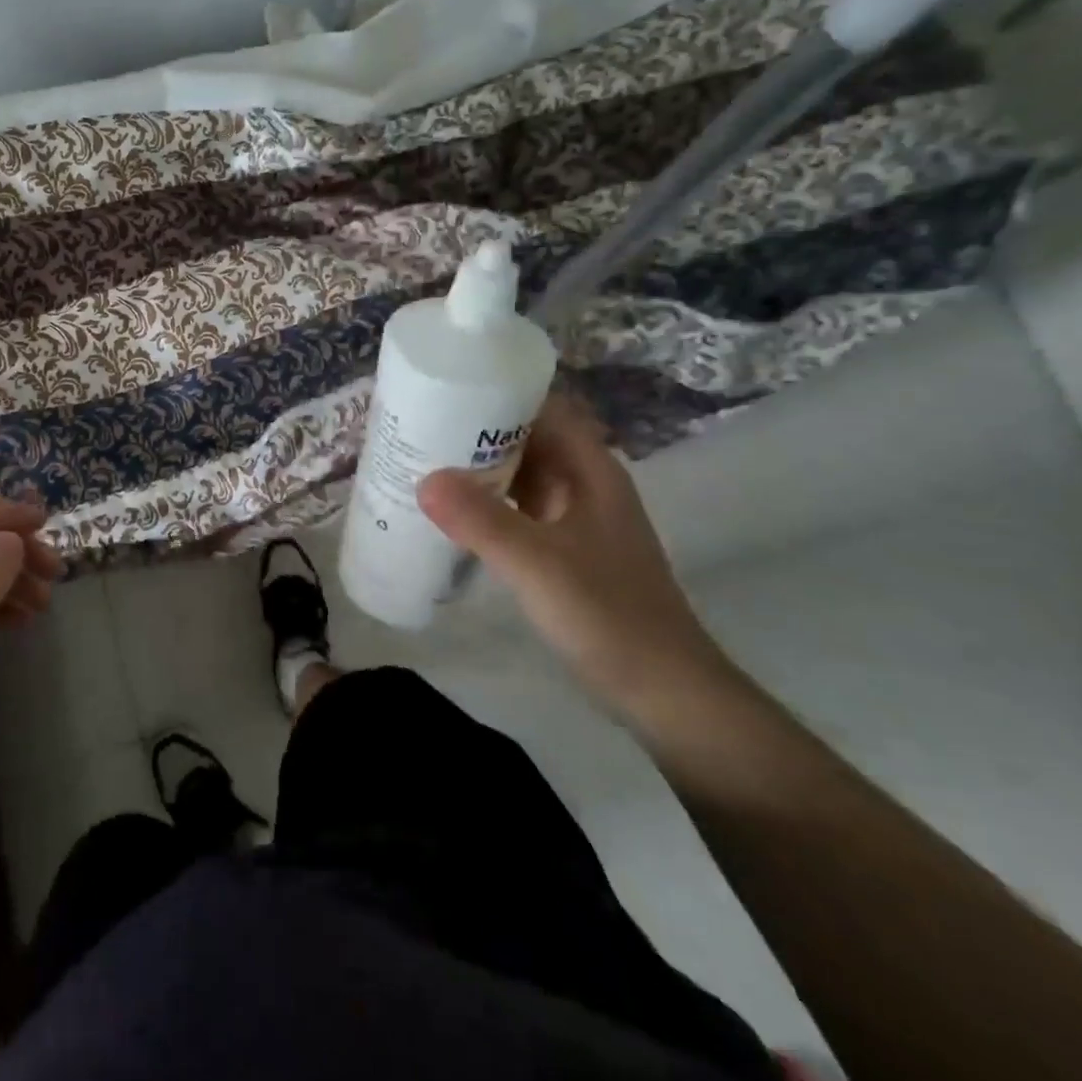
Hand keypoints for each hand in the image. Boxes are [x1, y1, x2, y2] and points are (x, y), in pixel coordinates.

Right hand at [417, 392, 734, 717]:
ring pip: (521, 475)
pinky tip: (449, 513)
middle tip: (417, 426)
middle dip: (476, 429)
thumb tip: (423, 479)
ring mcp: (574, 519)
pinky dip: (486, 503)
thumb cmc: (608, 615)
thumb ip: (482, 522)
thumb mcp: (538, 565)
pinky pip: (517, 509)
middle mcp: (583, 485)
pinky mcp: (563, 550)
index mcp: (590, 471)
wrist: (663, 691)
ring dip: (478, 467)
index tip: (445, 389)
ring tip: (421, 461)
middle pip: (527, 438)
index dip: (499, 391)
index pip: (544, 407)